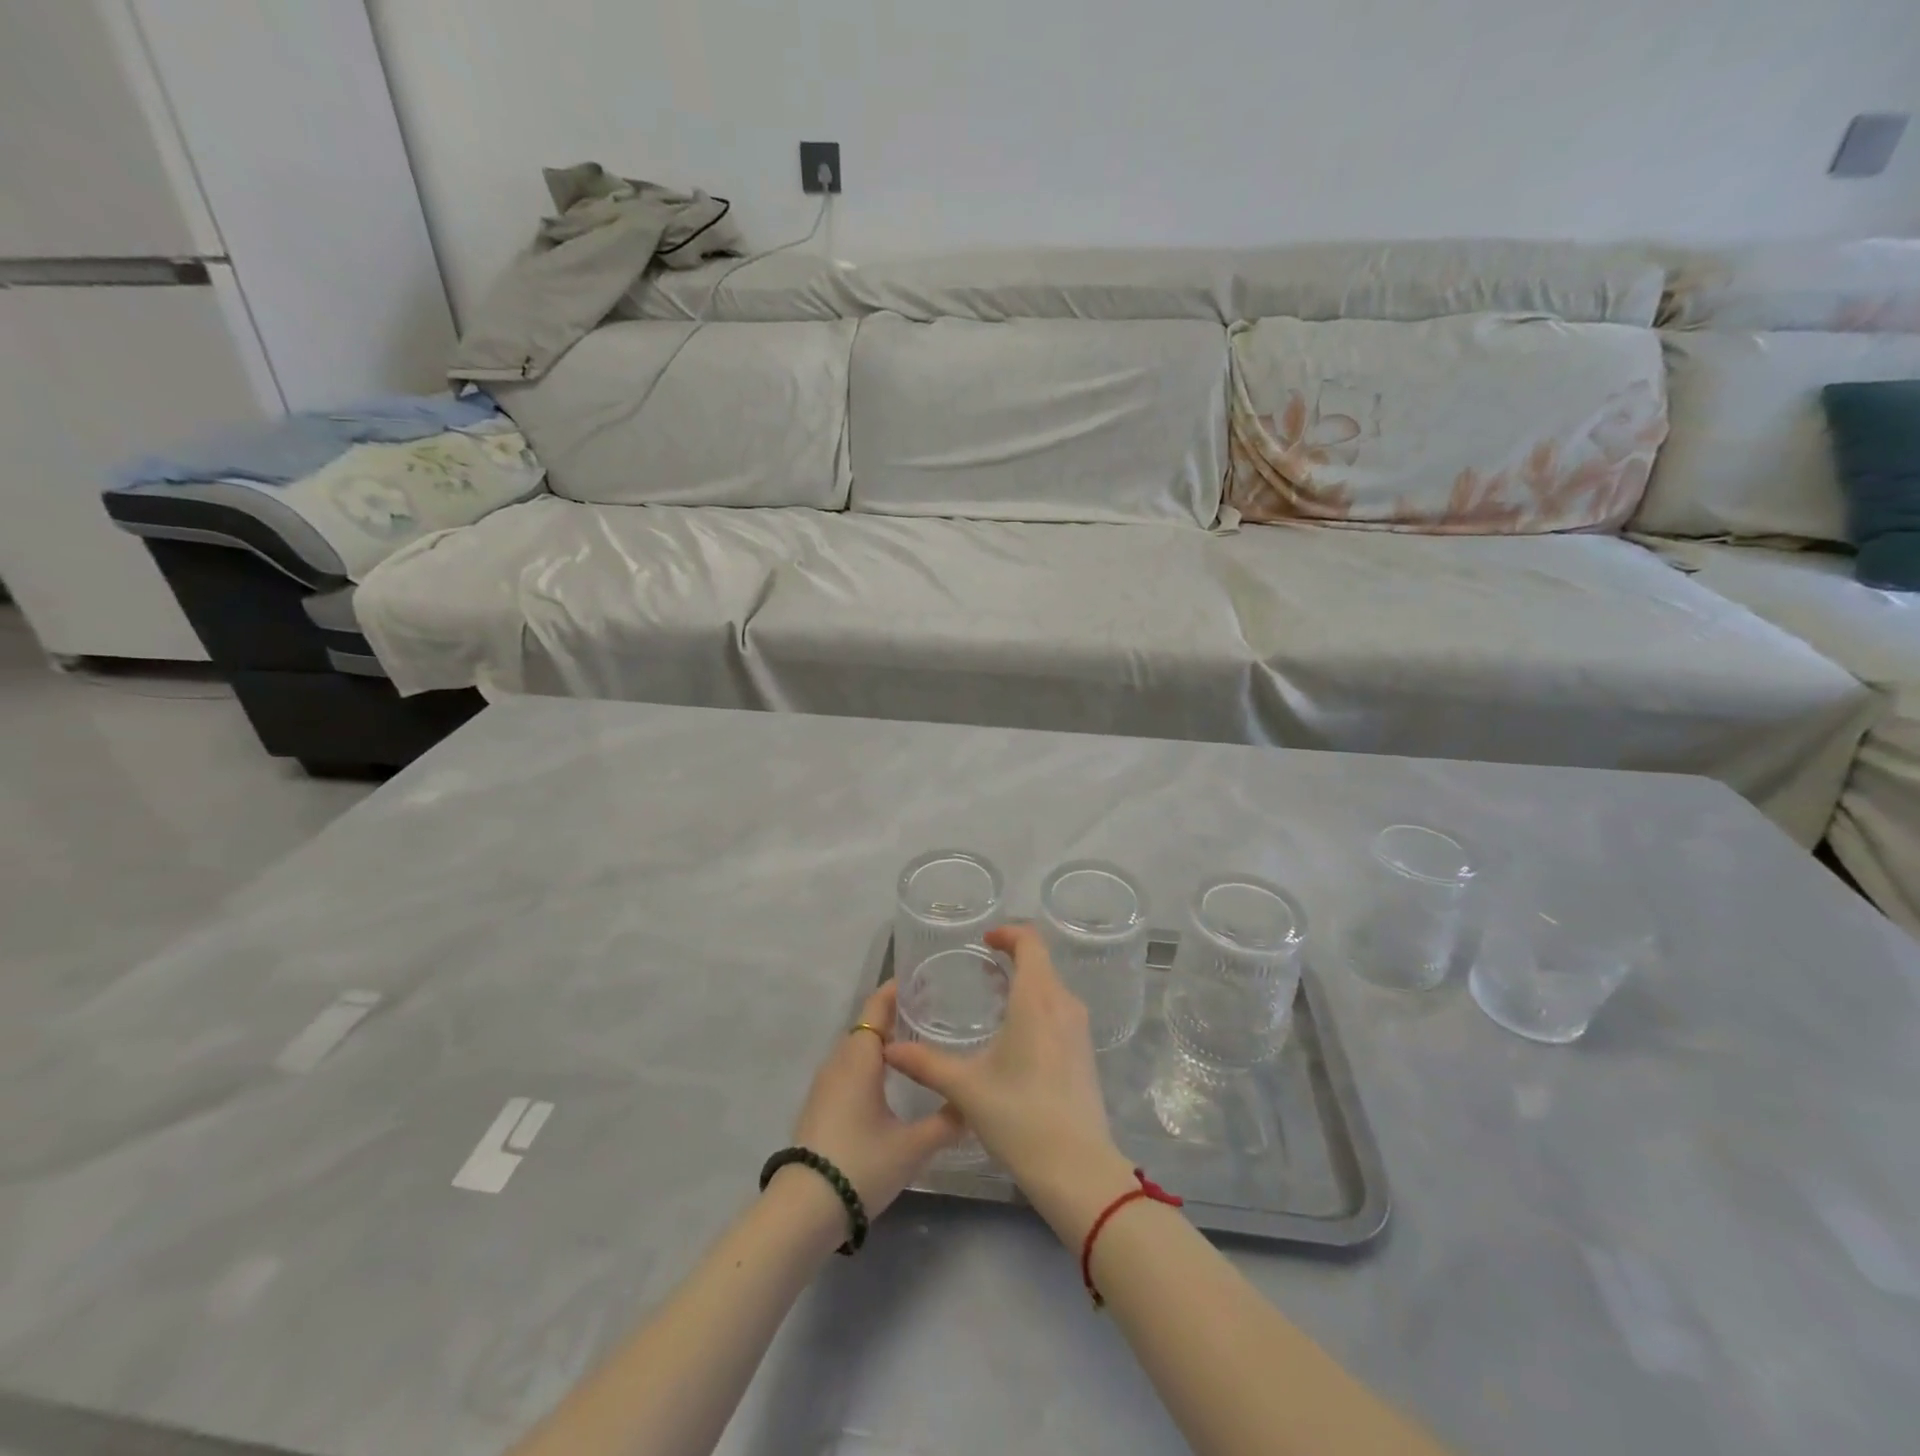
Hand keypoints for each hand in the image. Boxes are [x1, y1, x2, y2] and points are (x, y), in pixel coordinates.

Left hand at [787, 982, 963, 1222]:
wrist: (803, 1210)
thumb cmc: (861, 1164)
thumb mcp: (913, 1146)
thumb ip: (946, 1122)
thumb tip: (973, 1105)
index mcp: (860, 1057)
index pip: (877, 1007)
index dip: (896, 990)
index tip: (922, 981)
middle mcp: (839, 1061)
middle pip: (867, 1025)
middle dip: (895, 1015)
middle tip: (931, 1013)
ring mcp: (825, 1085)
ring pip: (857, 1048)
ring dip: (881, 1041)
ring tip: (916, 1044)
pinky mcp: (820, 1106)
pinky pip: (848, 1068)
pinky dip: (870, 1062)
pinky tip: (889, 1081)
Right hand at [884, 924, 1123, 1196]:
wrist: (1077, 1169)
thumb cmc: (1019, 1116)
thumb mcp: (965, 1087)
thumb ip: (925, 1063)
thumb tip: (888, 1049)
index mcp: (1037, 999)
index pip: (1030, 942)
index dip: (1008, 933)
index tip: (984, 940)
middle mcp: (1064, 1004)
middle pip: (1042, 963)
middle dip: (1013, 958)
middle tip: (981, 970)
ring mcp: (1079, 1029)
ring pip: (1052, 988)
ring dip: (1026, 984)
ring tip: (994, 1000)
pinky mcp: (1085, 1053)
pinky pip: (1060, 1012)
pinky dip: (1038, 1007)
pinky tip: (1015, 1035)